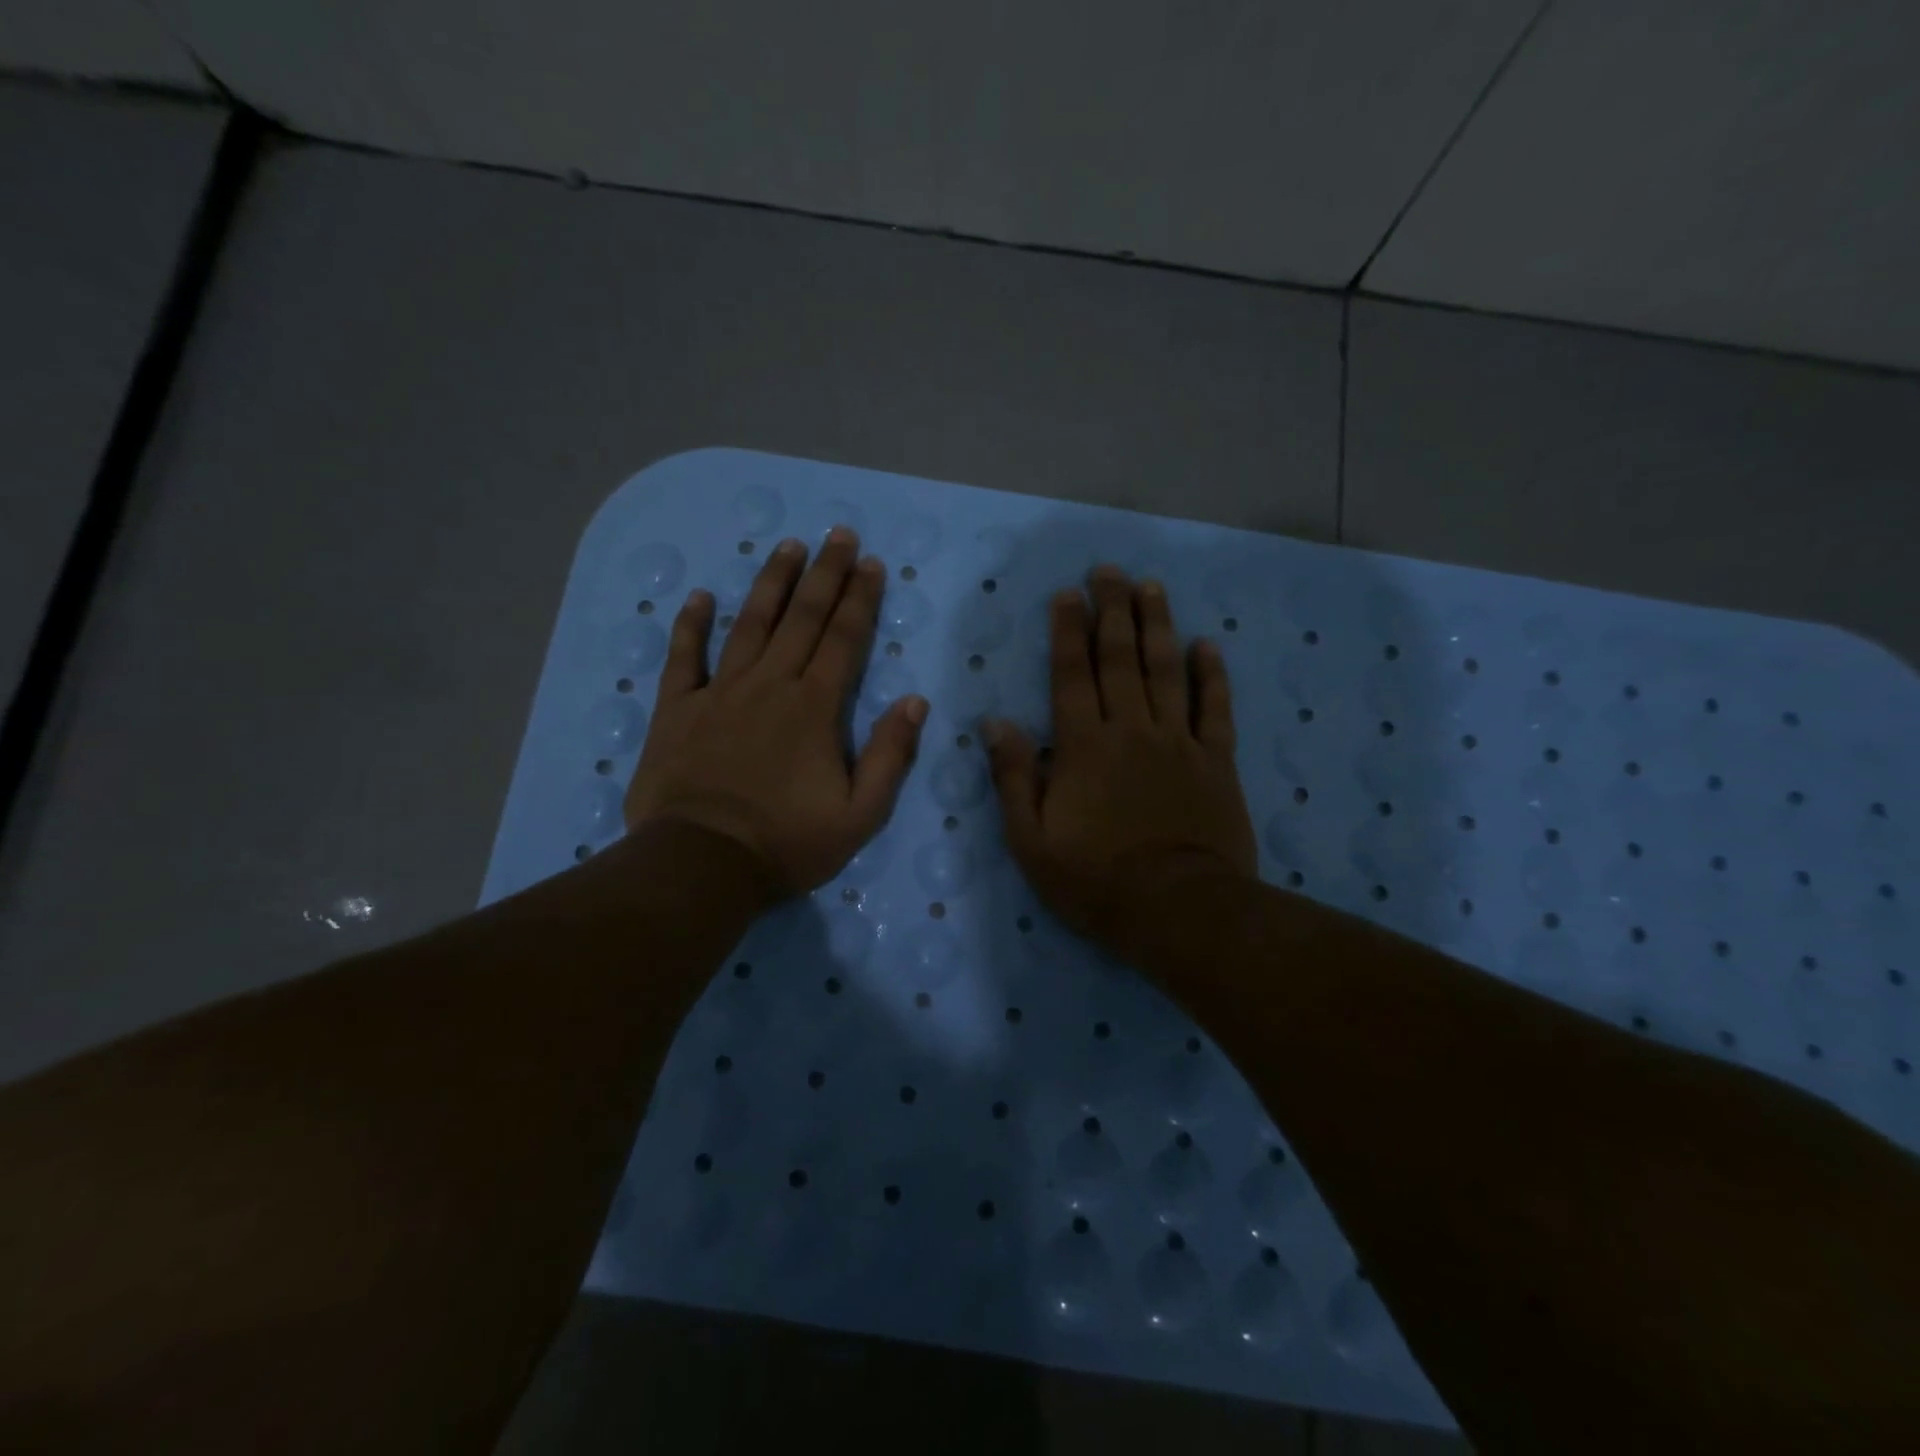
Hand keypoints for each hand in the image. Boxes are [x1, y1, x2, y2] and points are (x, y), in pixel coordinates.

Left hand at [624, 527, 928, 898]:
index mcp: (814, 707)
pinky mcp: (677, 709)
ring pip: (749, 624)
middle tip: (838, 534)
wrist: (702, 864)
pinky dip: (691, 625)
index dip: (860, 599)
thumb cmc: (787, 842)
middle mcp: (770, 685)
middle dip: (824, 573)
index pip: (844, 639)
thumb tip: (915, 701)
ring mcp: (719, 692)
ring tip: (787, 547)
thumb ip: (890, 756)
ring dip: (771, 583)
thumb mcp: (860, 814)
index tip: (870, 564)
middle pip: (802, 618)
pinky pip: (683, 657)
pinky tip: (699, 597)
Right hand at [986, 567, 1256, 952]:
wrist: (1178, 911)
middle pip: (1120, 659)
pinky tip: (1208, 645)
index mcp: (1083, 747)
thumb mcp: (1031, 841)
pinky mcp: (1216, 761)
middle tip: (1108, 571)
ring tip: (1151, 587)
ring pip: (1166, 671)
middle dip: (1112, 611)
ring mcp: (1177, 742)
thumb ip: (1013, 778)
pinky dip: (1211, 675)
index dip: (1067, 632)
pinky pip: (1214, 708)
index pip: (1071, 675)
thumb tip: (996, 723)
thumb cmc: (1095, 881)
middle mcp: (1130, 730)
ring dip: (1158, 625)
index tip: (1067, 594)